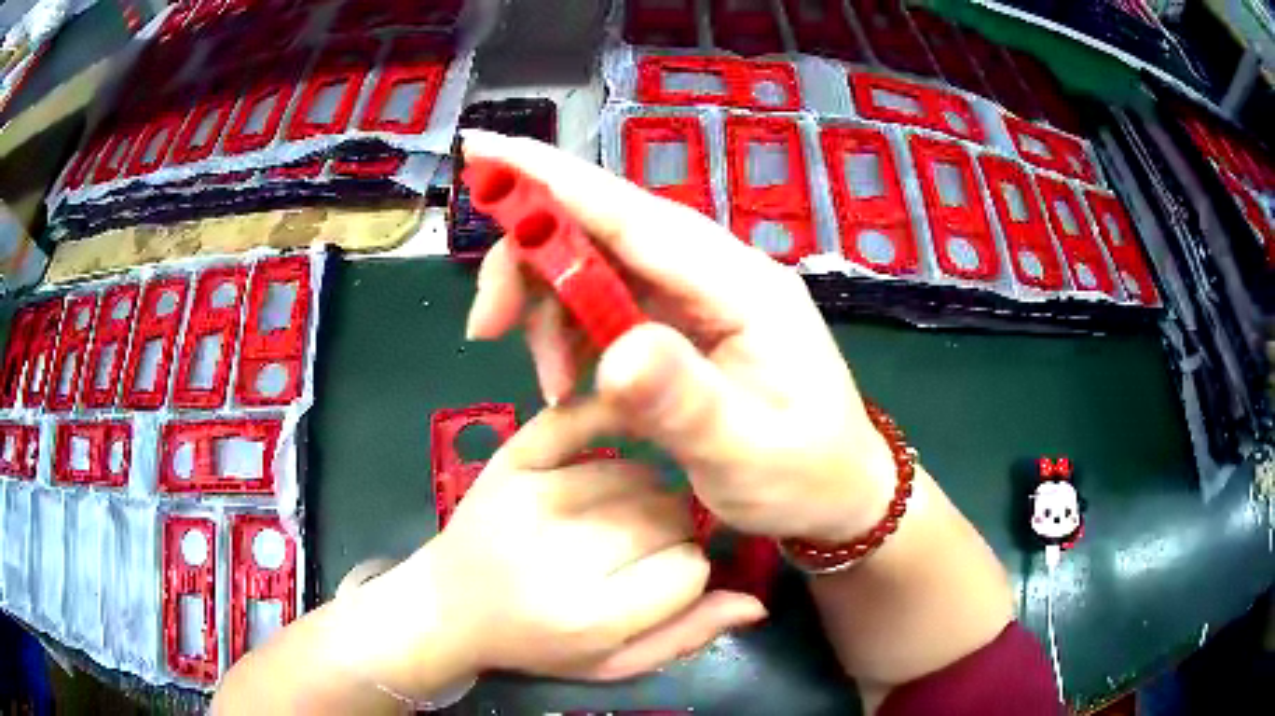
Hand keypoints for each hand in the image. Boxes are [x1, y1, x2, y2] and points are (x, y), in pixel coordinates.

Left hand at [345, 399, 765, 697]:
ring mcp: (529, 497)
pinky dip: (613, 419)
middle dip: (675, 531)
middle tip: (651, 546)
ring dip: (650, 491)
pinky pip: (579, 420)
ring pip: (638, 475)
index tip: (671, 579)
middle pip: (666, 516)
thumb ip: (681, 638)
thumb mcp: (610, 664)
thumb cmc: (536, 645)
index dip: (691, 573)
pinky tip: (630, 428)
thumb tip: (755, 604)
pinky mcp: (509, 462)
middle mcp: (557, 554)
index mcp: (585, 617)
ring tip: (627, 514)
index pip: (689, 571)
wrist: (450, 607)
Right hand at [463, 130, 896, 542]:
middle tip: (486, 329)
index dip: (552, 180)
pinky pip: (604, 310)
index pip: (633, 215)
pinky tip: (568, 388)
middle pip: (600, 232)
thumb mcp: (749, 455)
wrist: (840, 494)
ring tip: (549, 387)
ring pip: (592, 269)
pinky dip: (570, 340)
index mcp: (740, 287)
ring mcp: (695, 299)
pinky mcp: (680, 327)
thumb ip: (685, 404)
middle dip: (530, 265)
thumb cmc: (807, 476)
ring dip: (547, 314)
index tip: (482, 150)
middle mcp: (713, 276)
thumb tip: (614, 351)